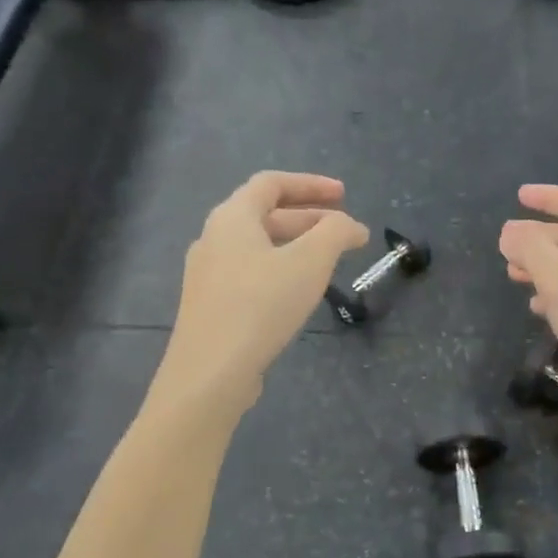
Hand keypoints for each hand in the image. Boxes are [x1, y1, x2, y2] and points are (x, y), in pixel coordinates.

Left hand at [157, 171, 368, 414]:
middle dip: (310, 218)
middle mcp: (213, 238)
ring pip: (258, 247)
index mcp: (232, 218)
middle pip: (265, 215)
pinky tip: (298, 292)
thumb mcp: (310, 262)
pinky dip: (280, 270)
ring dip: (296, 246)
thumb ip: (335, 233)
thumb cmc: (261, 305)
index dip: (311, 184)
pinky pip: (250, 273)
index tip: (344, 195)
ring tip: (329, 262)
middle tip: (345, 232)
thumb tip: (349, 225)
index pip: (271, 183)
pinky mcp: (210, 306)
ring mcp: (207, 274)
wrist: (210, 373)